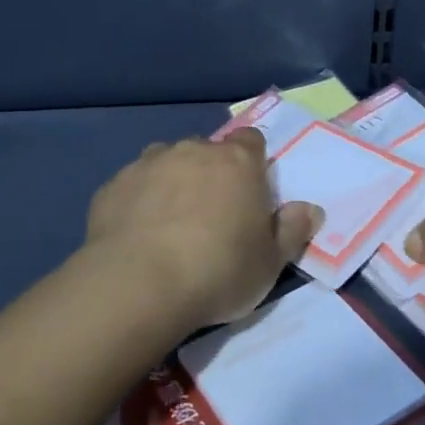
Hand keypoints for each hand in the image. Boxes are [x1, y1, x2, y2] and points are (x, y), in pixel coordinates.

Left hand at [86, 129, 321, 327]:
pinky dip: (139, 202)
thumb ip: (292, 231)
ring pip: (166, 162)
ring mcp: (148, 164)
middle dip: (210, 174)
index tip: (250, 194)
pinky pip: (133, 186)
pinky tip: (136, 235)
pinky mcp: (113, 185)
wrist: (139, 284)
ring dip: (172, 183)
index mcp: (237, 162)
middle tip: (211, 217)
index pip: (251, 141)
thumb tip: (310, 210)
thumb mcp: (270, 263)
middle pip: (207, 152)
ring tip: (170, 225)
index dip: (252, 163)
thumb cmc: (218, 270)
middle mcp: (193, 151)